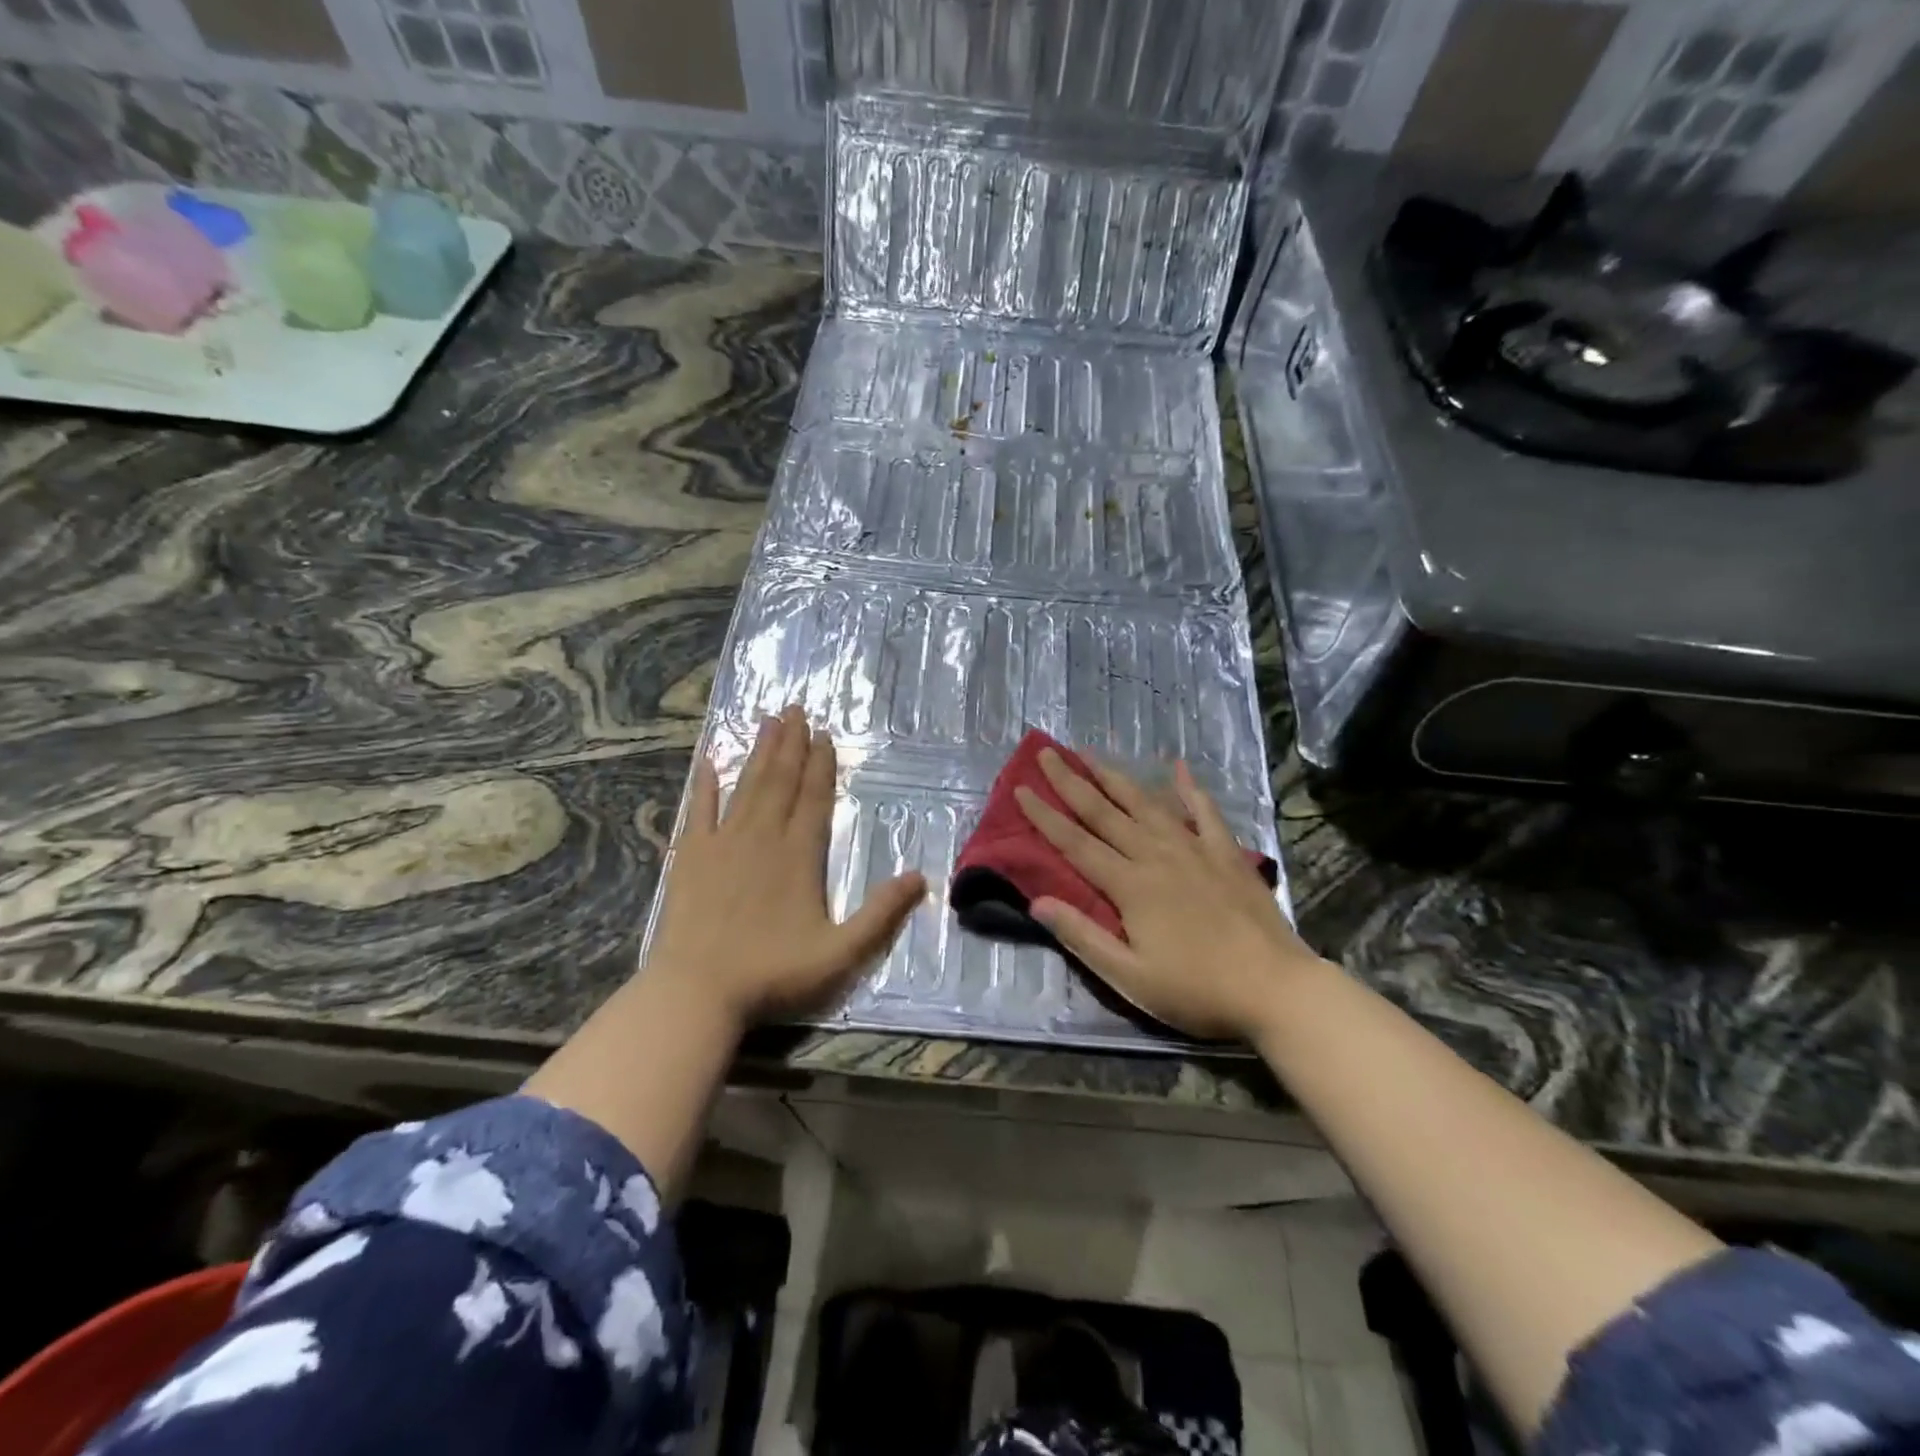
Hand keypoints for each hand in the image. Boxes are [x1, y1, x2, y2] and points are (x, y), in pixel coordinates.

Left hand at [645, 705, 925, 1024]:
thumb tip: (920, 876)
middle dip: (791, 744)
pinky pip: (699, 810)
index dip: (822, 765)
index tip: (825, 734)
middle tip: (796, 709)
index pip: (815, 798)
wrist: (696, 992)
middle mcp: (762, 837)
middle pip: (781, 781)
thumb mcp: (841, 953)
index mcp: (799, 855)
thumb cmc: (772, 974)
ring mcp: (723, 844)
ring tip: (768, 721)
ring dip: (759, 753)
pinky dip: (704, 785)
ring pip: (746, 786)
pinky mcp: (690, 857)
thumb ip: (881, 914)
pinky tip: (708, 762)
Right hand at [1014, 749, 1325, 1039]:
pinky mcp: (1226, 853)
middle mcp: (1156, 855)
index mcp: (1130, 885)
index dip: (1045, 816)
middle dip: (1072, 782)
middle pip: (1104, 812)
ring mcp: (1194, 849)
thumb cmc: (1197, 990)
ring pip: (1146, 804)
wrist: (1276, 988)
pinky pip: (1204, 812)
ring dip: (1115, 777)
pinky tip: (1178, 767)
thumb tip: (1037, 902)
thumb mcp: (1130, 976)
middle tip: (1047, 753)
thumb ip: (1082, 936)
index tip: (1021, 788)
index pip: (1075, 843)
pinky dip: (1189, 788)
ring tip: (1091, 754)